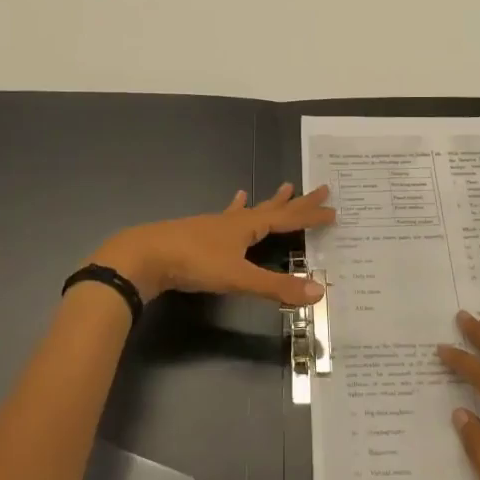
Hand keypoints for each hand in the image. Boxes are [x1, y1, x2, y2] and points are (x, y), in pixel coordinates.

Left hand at [88, 184, 334, 307]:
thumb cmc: (194, 263)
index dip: (311, 216)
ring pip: (251, 210)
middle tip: (319, 187)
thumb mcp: (238, 278)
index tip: (333, 209)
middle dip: (298, 202)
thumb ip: (276, 287)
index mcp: (248, 227)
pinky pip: (227, 216)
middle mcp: (236, 221)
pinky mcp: (200, 233)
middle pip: (274, 208)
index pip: (288, 219)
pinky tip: (235, 201)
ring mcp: (216, 225)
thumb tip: (319, 292)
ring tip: (283, 187)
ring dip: (270, 202)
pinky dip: (236, 208)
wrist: (145, 256)